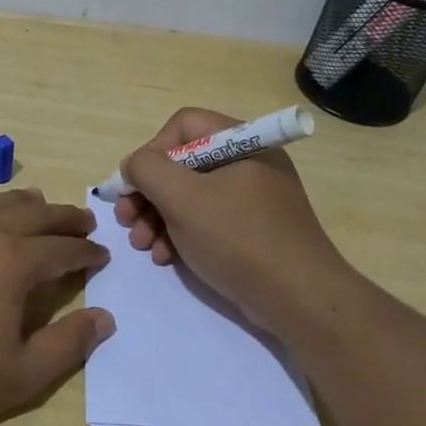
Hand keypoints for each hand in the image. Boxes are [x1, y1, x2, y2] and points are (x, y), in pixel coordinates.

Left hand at [0, 189, 114, 425]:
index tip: (102, 256)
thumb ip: (69, 344)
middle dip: (63, 218)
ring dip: (20, 203)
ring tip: (37, 203)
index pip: (62, 249)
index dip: (86, 252)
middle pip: (32, 215)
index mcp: (13, 262)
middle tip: (83, 222)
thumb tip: (105, 318)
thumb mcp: (21, 375)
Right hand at [113, 107, 347, 333]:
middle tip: (126, 220)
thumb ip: (148, 170)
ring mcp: (251, 199)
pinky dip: (181, 235)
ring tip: (142, 245)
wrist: (299, 299)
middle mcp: (247, 163)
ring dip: (157, 217)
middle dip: (148, 193)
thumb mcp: (183, 198)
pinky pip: (207, 221)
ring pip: (190, 195)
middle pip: (182, 163)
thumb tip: (134, 165)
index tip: (135, 186)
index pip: (183, 126)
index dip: (152, 152)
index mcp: (241, 143)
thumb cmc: (238, 238)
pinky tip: (165, 257)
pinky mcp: (251, 230)